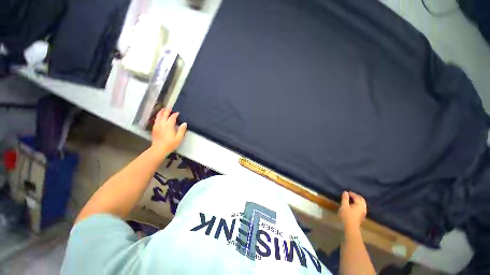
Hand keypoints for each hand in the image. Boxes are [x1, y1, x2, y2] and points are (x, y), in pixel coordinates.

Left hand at [150, 108, 186, 156]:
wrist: (159, 149)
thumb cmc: (170, 144)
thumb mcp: (179, 138)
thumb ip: (182, 130)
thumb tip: (184, 123)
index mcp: (169, 126)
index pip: (172, 117)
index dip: (175, 114)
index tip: (178, 113)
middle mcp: (162, 124)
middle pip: (164, 115)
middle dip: (167, 111)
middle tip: (170, 108)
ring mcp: (157, 126)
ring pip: (158, 116)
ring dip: (161, 112)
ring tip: (163, 109)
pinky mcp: (154, 128)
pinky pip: (156, 120)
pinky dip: (158, 116)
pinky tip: (159, 117)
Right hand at [338, 191, 366, 230]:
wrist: (351, 227)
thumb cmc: (347, 215)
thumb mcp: (344, 206)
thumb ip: (345, 198)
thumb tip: (345, 192)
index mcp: (359, 204)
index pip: (356, 196)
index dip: (351, 193)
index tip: (346, 192)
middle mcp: (363, 207)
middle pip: (361, 199)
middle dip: (356, 196)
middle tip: (350, 194)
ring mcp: (364, 212)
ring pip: (362, 203)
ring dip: (358, 200)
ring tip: (352, 199)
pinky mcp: (362, 215)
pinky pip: (362, 207)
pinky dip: (358, 204)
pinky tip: (354, 205)